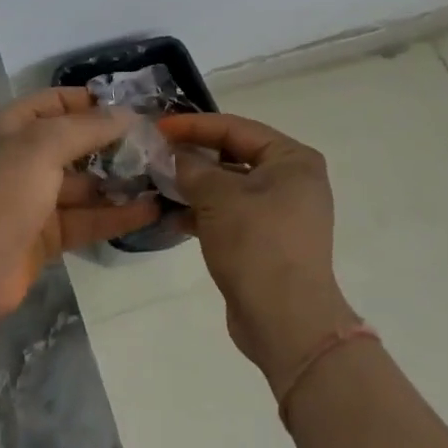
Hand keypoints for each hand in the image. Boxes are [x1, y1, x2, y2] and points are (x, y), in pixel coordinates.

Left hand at [0, 87, 160, 323]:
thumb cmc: (0, 192)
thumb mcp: (43, 146)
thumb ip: (87, 128)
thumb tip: (129, 114)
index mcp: (12, 127)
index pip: (56, 103)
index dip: (91, 102)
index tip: (134, 109)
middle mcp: (23, 159)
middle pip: (74, 145)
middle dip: (113, 145)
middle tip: (158, 147)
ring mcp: (33, 200)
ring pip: (84, 186)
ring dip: (119, 182)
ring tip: (164, 179)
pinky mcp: (45, 238)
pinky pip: (86, 220)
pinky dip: (115, 216)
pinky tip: (151, 211)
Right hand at [157, 112, 358, 384]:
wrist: (286, 322)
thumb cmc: (256, 244)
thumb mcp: (217, 196)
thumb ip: (191, 167)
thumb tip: (173, 155)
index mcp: (292, 159)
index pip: (235, 128)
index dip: (193, 125)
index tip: (158, 127)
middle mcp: (292, 181)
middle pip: (234, 155)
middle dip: (193, 155)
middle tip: (155, 153)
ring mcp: (281, 213)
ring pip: (230, 187)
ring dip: (195, 185)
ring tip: (158, 183)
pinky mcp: (267, 242)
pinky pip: (231, 214)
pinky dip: (204, 212)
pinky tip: (173, 217)